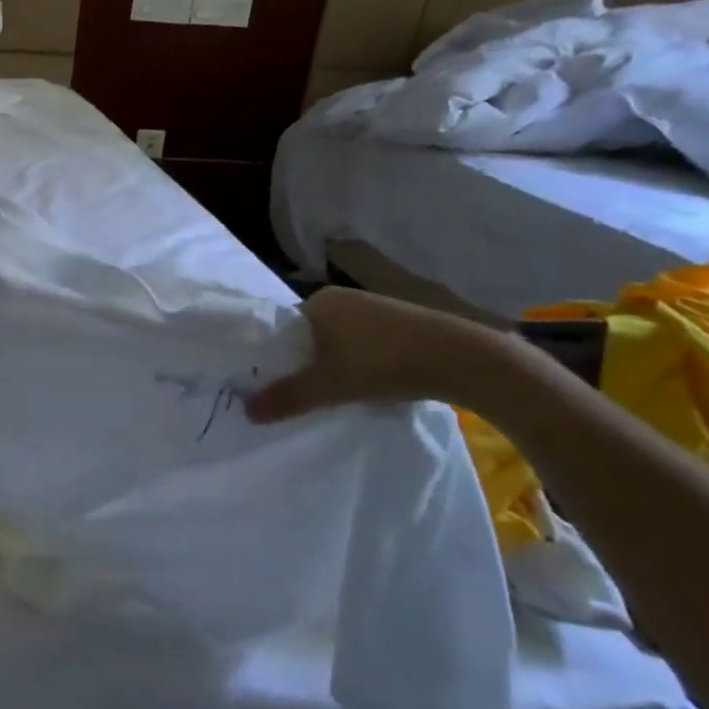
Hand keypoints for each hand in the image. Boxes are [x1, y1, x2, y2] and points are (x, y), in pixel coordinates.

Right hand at [247, 286, 509, 421]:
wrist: (461, 359)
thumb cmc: (382, 363)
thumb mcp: (328, 386)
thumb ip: (286, 398)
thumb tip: (247, 411)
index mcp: (317, 301)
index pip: (281, 329)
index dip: (273, 357)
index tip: (272, 384)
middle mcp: (341, 297)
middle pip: (308, 335)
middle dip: (303, 363)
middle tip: (300, 394)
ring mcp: (373, 307)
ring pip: (336, 340)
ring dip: (332, 365)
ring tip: (333, 393)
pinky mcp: (399, 322)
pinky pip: (363, 342)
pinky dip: (358, 362)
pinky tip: (366, 384)